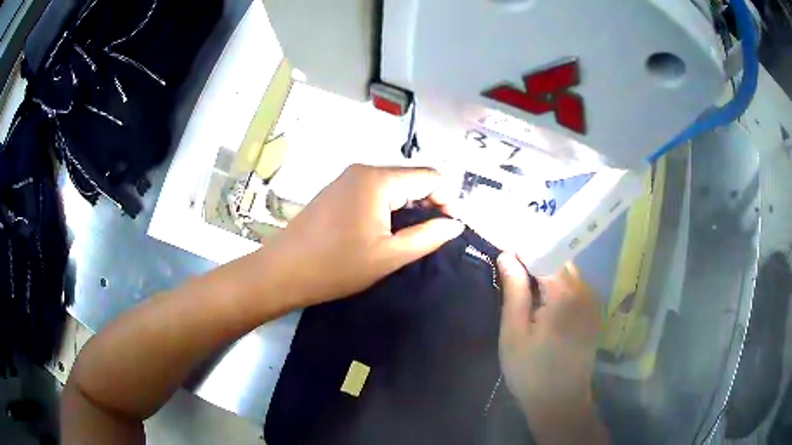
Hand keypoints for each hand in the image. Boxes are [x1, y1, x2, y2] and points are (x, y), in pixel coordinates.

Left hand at [260, 165, 464, 306]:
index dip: (447, 200)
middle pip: (411, 178)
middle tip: (430, 237)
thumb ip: (428, 236)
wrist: (283, 271)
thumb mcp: (389, 255)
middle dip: (427, 204)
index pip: (430, 176)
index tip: (449, 228)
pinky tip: (384, 231)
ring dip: (408, 207)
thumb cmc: (337, 266)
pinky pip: (374, 191)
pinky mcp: (336, 190)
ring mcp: (346, 178)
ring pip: (393, 186)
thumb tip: (455, 223)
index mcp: (378, 180)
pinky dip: (388, 207)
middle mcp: (363, 170)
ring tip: (408, 238)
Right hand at [497, 253, 607, 443]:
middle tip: (509, 271)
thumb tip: (507, 256)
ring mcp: (593, 302)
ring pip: (567, 272)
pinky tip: (541, 302)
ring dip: (545, 274)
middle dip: (534, 261)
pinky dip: (556, 286)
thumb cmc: (530, 372)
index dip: (523, 250)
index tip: (503, 252)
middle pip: (559, 261)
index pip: (544, 254)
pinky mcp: (593, 313)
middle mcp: (585, 291)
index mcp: (565, 294)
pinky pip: (574, 287)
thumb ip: (514, 291)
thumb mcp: (514, 333)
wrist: (560, 403)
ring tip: (522, 285)